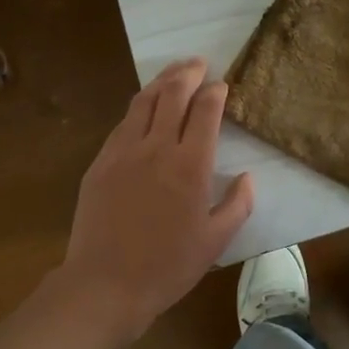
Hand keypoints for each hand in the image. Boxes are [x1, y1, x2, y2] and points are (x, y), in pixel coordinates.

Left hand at [48, 58, 253, 339]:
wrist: (105, 285)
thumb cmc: (167, 266)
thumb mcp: (216, 241)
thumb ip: (238, 204)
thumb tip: (248, 177)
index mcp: (191, 165)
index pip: (206, 111)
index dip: (215, 93)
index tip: (222, 86)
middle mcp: (158, 147)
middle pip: (173, 94)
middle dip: (189, 73)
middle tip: (199, 63)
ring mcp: (124, 152)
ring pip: (144, 102)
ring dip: (162, 81)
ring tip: (174, 72)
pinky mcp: (100, 162)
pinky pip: (122, 123)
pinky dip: (138, 107)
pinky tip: (144, 108)